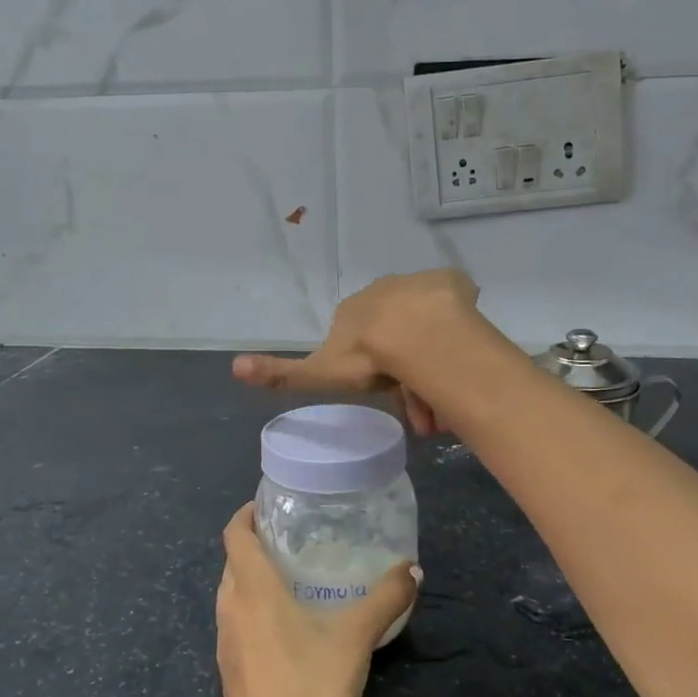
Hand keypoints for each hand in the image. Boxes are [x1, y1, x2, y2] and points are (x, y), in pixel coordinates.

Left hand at [215, 503, 418, 696]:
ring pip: (231, 593)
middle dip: (254, 544)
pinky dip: (251, 609)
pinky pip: (234, 622)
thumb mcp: (355, 638)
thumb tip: (412, 568)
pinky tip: (284, 627)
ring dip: (250, 578)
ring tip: (289, 577)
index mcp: (253, 589)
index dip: (246, 513)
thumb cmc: (310, 687)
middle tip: (291, 538)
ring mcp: (224, 641)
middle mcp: (230, 608)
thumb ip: (385, 599)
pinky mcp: (227, 670)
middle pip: (232, 561)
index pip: (234, 534)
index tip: (268, 504)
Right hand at [232, 269, 479, 434]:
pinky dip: (459, 326)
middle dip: (410, 373)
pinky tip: (464, 353)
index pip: (363, 344)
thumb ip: (281, 374)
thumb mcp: (320, 373)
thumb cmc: (367, 356)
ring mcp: (418, 285)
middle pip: (398, 337)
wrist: (416, 333)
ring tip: (450, 398)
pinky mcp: (450, 283)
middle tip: (426, 413)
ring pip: (429, 326)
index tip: (395, 404)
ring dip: (437, 358)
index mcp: (354, 311)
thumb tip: (234, 366)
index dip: (377, 374)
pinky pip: (455, 304)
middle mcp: (383, 292)